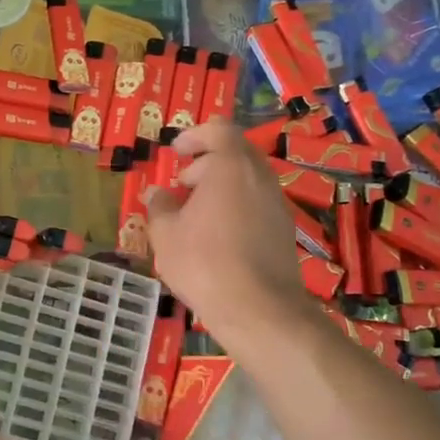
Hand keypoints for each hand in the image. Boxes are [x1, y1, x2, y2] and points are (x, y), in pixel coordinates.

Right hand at [145, 120, 311, 339]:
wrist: (259, 309)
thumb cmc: (204, 263)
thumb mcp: (165, 235)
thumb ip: (159, 207)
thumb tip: (155, 193)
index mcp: (231, 167)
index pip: (220, 130)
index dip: (196, 135)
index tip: (177, 152)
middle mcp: (260, 177)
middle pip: (236, 153)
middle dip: (207, 163)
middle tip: (182, 186)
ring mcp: (277, 203)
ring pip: (248, 180)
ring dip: (222, 187)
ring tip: (196, 215)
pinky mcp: (284, 229)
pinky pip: (257, 203)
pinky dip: (237, 206)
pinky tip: (217, 237)